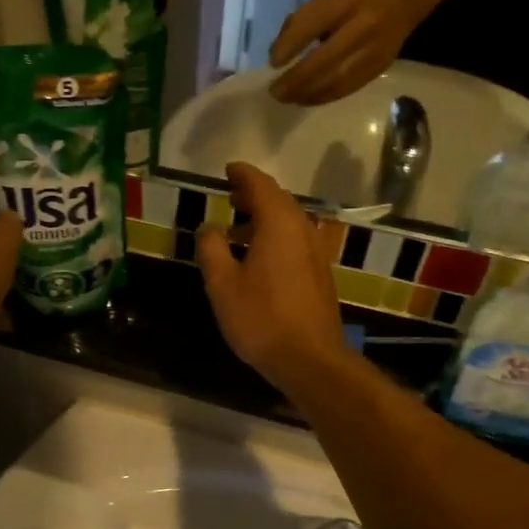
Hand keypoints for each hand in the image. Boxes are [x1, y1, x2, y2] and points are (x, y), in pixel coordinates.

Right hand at [197, 162, 350, 394]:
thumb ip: (211, 249)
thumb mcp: (222, 284)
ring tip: (238, 228)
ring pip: (289, 222)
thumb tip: (209, 227)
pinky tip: (258, 257)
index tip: (228, 170)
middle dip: (253, 195)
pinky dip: (275, 236)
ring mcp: (315, 252)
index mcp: (279, 224)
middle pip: (279, 200)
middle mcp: (303, 230)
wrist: (310, 359)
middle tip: (230, 197)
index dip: (243, 175)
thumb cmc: (261, 318)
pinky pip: (295, 240)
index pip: (261, 186)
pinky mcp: (320, 274)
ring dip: (264, 218)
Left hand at [267, 0, 436, 105]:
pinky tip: (305, 99)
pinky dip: (322, 97)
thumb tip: (276, 55)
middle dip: (296, 79)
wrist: (400, 4)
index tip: (272, 63)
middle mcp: (363, 26)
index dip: (292, 45)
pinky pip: (346, 88)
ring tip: (287, 99)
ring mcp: (373, 51)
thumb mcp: (325, 0)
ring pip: (336, 80)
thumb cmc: (352, 3)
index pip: (315, 23)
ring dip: (307, 93)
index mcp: (346, 2)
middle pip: (326, 59)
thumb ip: (299, 23)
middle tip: (275, 92)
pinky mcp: (378, 69)